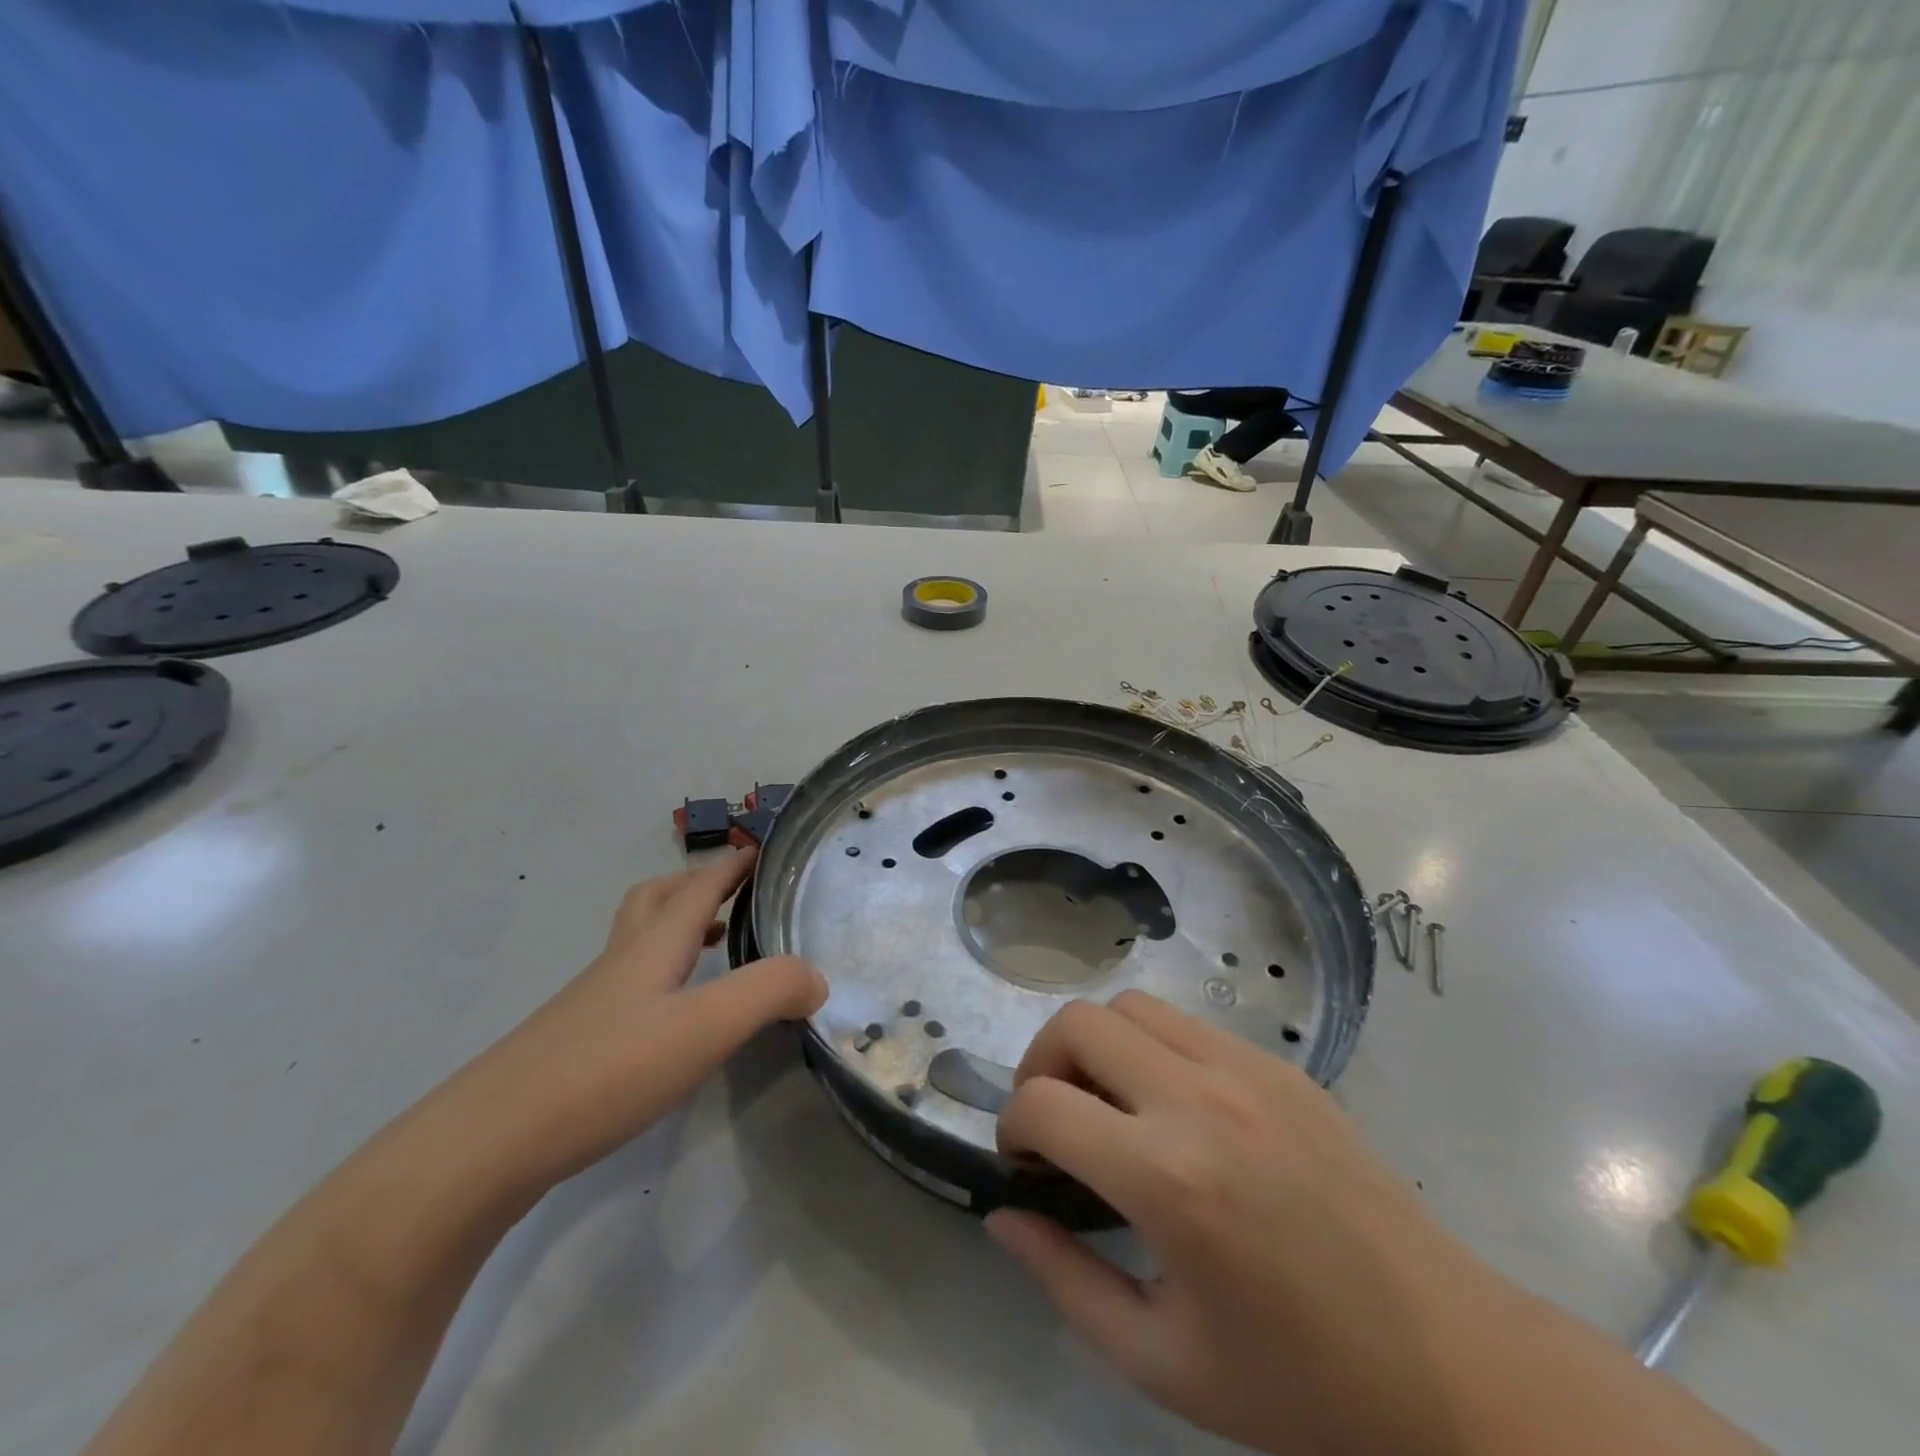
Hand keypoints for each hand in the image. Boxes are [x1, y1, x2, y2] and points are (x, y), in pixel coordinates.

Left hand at [478, 848, 826, 1182]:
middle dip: (694, 886)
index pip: (697, 888)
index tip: (759, 849)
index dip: (730, 866)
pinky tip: (669, 1018)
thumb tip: (817, 978)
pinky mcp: (573, 1045)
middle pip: (653, 901)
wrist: (483, 1148)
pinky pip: (626, 987)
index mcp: (651, 947)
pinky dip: (658, 977)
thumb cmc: (604, 1072)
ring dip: (674, 929)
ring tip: (710, 947)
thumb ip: (769, 992)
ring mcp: (590, 1005)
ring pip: (636, 944)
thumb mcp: (704, 1027)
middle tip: (732, 895)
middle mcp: (619, 964)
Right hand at [987, 991, 1513, 1455]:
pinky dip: (1153, 1046)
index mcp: (1168, 1179)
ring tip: (1109, 1104)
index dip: (1013, 1128)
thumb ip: (1065, 1280)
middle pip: (1078, 1023)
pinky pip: (1188, 1024)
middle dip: (1041, 1064)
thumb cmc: (1300, 1384)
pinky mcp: (1282, 1065)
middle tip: (1055, 1122)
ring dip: (1097, 1045)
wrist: (1451, 1366)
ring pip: (1131, 1006)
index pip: (1043, 1103)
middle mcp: (1201, 1099)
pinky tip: (1174, 1106)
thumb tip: (1002, 1215)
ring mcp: (1248, 1069)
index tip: (1026, 1164)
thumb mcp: (1162, 1361)